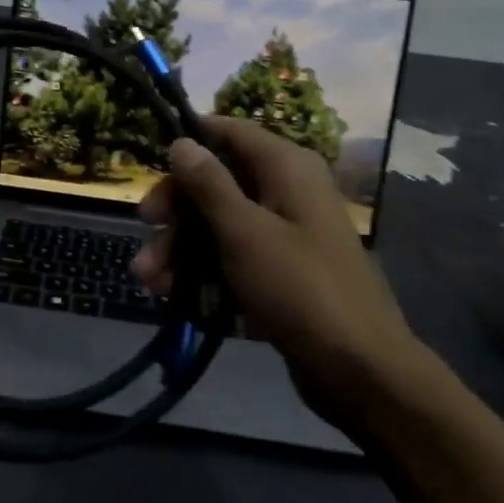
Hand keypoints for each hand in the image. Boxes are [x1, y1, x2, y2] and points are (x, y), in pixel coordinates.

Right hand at [132, 118, 422, 418]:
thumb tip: (183, 142)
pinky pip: (235, 257)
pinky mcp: (282, 271)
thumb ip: (209, 184)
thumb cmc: (299, 288)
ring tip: (149, 281)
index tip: (152, 165)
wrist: (359, 370)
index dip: (190, 143)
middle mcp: (287, 191)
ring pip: (221, 224)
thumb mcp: (243, 232)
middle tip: (144, 229)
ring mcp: (286, 233)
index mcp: (286, 167)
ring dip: (182, 248)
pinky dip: (205, 272)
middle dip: (178, 210)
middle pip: (219, 181)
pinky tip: (175, 297)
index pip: (230, 132)